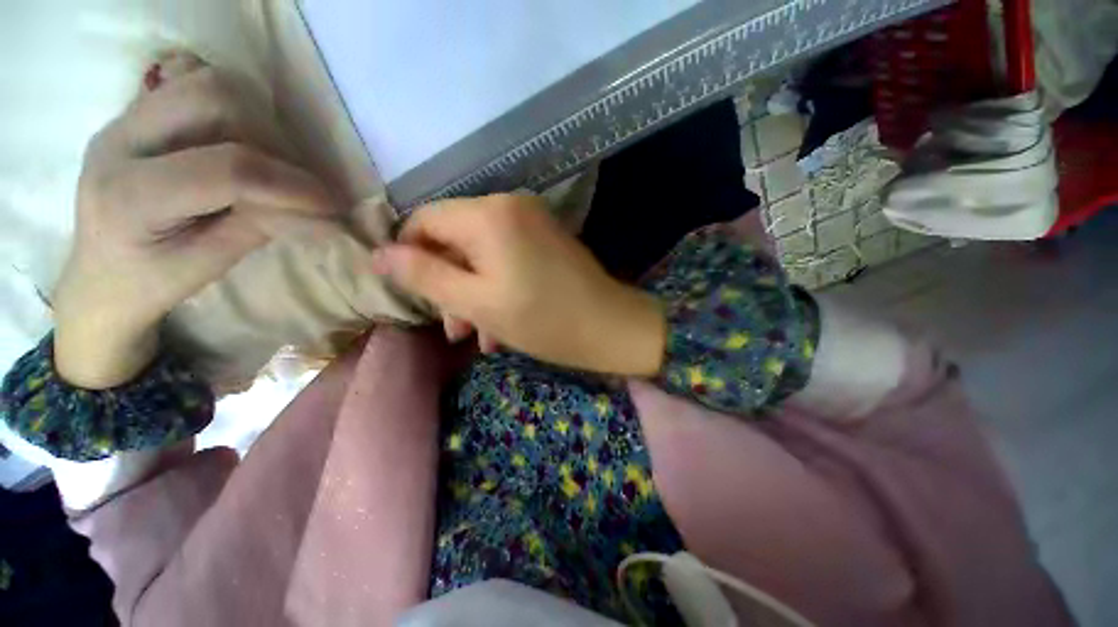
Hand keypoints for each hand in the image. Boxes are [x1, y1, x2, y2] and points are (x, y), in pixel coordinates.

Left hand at [53, 53, 336, 388]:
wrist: (98, 275)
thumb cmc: (151, 282)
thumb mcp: (212, 264)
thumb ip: (266, 226)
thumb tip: (329, 215)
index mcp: (128, 197)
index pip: (228, 170)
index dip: (293, 185)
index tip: (334, 206)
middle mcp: (120, 140)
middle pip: (215, 99)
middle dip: (273, 141)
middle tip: (296, 181)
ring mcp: (125, 117)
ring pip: (210, 82)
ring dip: (258, 122)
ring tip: (271, 164)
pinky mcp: (138, 111)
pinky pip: (197, 86)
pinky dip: (238, 111)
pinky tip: (244, 145)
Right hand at [372, 194, 665, 375]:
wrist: (611, 327)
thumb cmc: (543, 320)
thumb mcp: (476, 303)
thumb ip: (424, 276)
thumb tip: (378, 255)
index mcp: (489, 215)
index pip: (425, 220)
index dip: (411, 256)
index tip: (417, 296)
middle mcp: (510, 206)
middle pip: (455, 240)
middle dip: (450, 285)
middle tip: (456, 329)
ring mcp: (532, 222)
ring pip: (481, 255)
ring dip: (474, 294)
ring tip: (479, 336)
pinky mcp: (546, 239)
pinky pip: (507, 258)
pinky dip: (498, 287)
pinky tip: (501, 324)